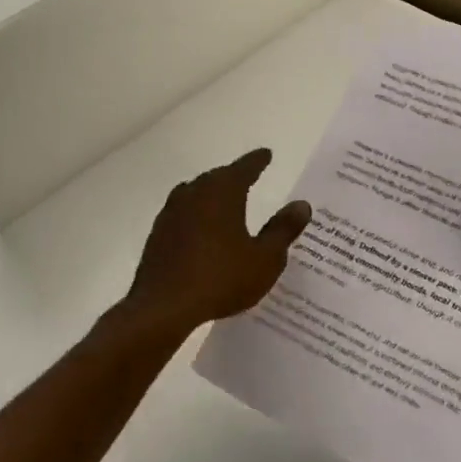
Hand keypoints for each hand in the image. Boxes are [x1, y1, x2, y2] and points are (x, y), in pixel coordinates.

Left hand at [122, 149, 310, 334]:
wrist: (163, 307)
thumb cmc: (221, 278)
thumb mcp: (265, 258)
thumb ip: (283, 229)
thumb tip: (301, 205)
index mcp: (223, 192)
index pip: (245, 167)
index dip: (257, 161)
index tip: (266, 154)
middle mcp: (195, 193)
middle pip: (218, 177)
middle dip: (234, 176)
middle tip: (249, 176)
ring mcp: (172, 212)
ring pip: (197, 193)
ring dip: (212, 194)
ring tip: (225, 201)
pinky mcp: (158, 233)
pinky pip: (184, 213)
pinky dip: (197, 215)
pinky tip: (202, 230)